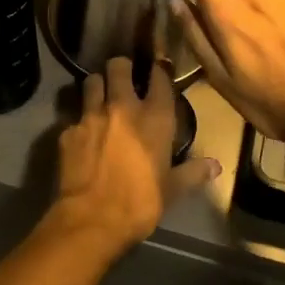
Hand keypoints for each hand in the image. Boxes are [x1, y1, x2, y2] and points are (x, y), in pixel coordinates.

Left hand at [48, 56, 218, 256]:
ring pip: (91, 81)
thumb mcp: (172, 190)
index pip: (159, 77)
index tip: (159, 70)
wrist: (92, 219)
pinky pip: (74, 116)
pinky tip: (83, 135)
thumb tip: (216, 165)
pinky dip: (80, 121)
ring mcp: (91, 115)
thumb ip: (193, 172)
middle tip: (123, 78)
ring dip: (97, 85)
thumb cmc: (140, 203)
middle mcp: (122, 107)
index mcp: (153, 117)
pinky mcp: (68, 130)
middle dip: (121, 67)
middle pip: (118, 66)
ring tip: (100, 96)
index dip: (159, 70)